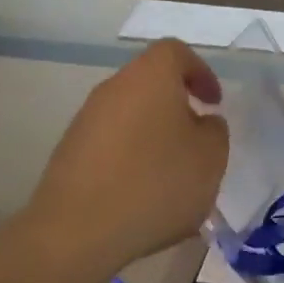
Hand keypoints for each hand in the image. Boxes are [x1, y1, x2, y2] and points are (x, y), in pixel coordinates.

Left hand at [31, 39, 228, 278]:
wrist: (79, 230)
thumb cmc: (156, 185)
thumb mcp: (210, 159)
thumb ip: (214, 132)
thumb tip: (201, 122)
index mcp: (150, 77)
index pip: (176, 52)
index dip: (200, 72)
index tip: (214, 103)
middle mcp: (113, 88)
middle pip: (150, 85)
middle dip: (177, 109)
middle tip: (197, 143)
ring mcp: (85, 120)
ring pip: (130, 117)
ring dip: (154, 138)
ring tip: (172, 177)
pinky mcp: (69, 153)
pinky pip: (111, 146)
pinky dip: (131, 160)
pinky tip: (142, 197)